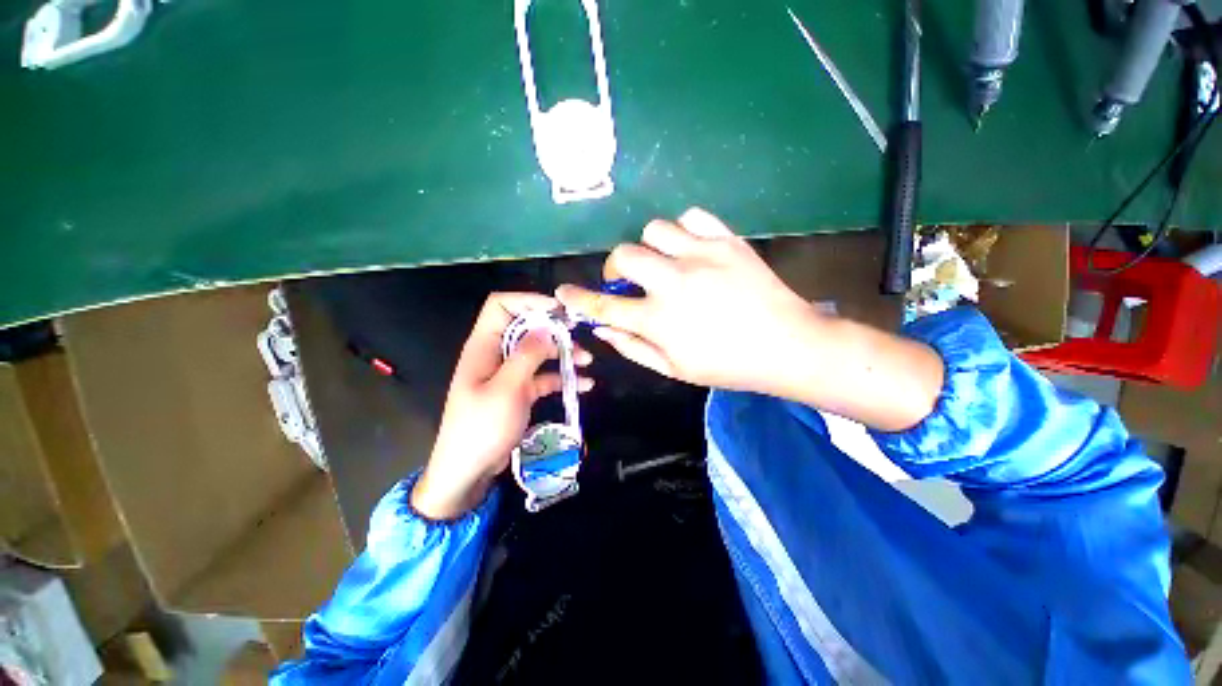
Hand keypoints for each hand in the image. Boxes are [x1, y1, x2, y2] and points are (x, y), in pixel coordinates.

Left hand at [411, 293, 592, 519]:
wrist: (468, 471)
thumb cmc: (482, 428)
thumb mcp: (507, 389)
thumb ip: (527, 355)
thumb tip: (546, 327)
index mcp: (484, 346)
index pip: (501, 306)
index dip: (528, 301)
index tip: (558, 310)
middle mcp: (496, 354)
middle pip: (526, 328)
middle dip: (553, 330)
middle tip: (578, 338)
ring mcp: (508, 373)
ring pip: (538, 352)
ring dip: (562, 354)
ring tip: (587, 361)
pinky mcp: (518, 391)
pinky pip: (542, 376)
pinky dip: (561, 377)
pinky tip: (584, 384)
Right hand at [555, 208, 816, 394]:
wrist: (788, 346)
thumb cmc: (728, 366)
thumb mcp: (675, 369)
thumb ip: (634, 347)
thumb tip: (603, 327)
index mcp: (659, 320)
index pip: (604, 306)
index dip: (578, 299)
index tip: (563, 292)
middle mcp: (674, 282)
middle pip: (624, 255)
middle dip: (616, 267)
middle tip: (628, 279)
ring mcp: (701, 256)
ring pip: (653, 229)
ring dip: (649, 247)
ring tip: (663, 263)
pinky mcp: (727, 241)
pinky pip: (692, 217)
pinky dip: (683, 230)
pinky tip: (689, 248)